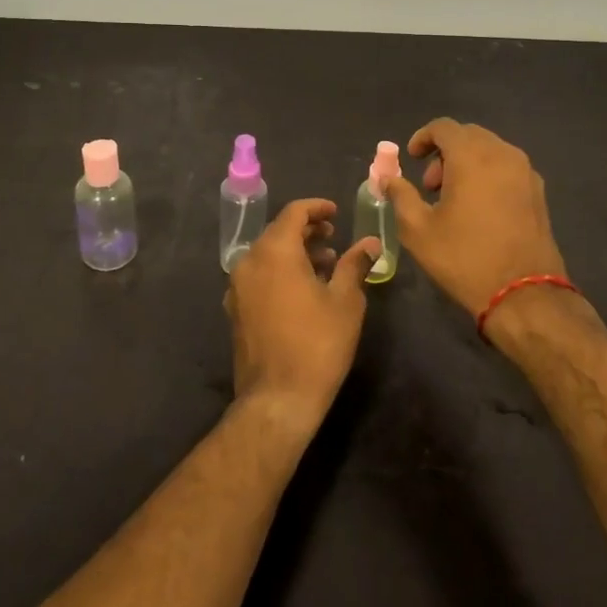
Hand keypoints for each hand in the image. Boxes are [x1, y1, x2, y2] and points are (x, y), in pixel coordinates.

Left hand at [225, 198, 378, 436]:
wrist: (278, 399)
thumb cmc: (317, 344)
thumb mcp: (345, 301)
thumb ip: (355, 264)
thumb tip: (370, 242)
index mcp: (274, 251)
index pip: (294, 212)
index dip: (316, 208)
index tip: (336, 213)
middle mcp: (249, 261)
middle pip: (278, 232)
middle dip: (306, 230)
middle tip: (334, 237)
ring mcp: (238, 287)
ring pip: (268, 255)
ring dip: (295, 252)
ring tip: (326, 265)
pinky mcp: (236, 309)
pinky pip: (259, 276)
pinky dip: (280, 271)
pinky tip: (304, 290)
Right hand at [382, 118, 567, 316]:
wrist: (524, 294)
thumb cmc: (464, 258)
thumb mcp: (418, 230)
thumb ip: (400, 195)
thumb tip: (388, 179)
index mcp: (472, 156)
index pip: (444, 127)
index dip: (423, 137)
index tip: (411, 158)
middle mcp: (502, 154)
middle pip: (468, 135)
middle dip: (445, 152)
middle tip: (430, 184)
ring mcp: (526, 172)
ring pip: (490, 150)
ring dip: (467, 163)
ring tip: (453, 199)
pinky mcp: (539, 192)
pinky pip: (507, 168)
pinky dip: (488, 174)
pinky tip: (479, 208)